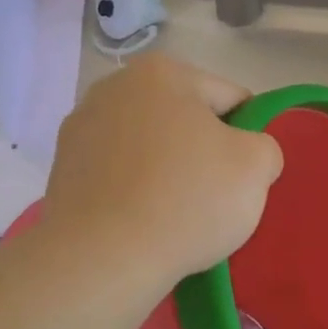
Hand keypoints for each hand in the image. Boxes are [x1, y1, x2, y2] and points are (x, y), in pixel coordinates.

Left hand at [41, 56, 284, 288]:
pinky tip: (141, 223)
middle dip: (202, 152)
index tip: (244, 176)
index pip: (230, 98)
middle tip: (213, 199)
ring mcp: (80, 127)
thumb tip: (245, 154)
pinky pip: (117, 175)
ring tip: (174, 217)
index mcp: (162, 72)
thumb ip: (265, 146)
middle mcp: (113, 87)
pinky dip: (133, 192)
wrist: (102, 257)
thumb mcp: (256, 167)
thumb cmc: (186, 200)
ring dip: (166, 172)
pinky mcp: (62, 168)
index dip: (247, 137)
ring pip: (148, 148)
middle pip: (184, 120)